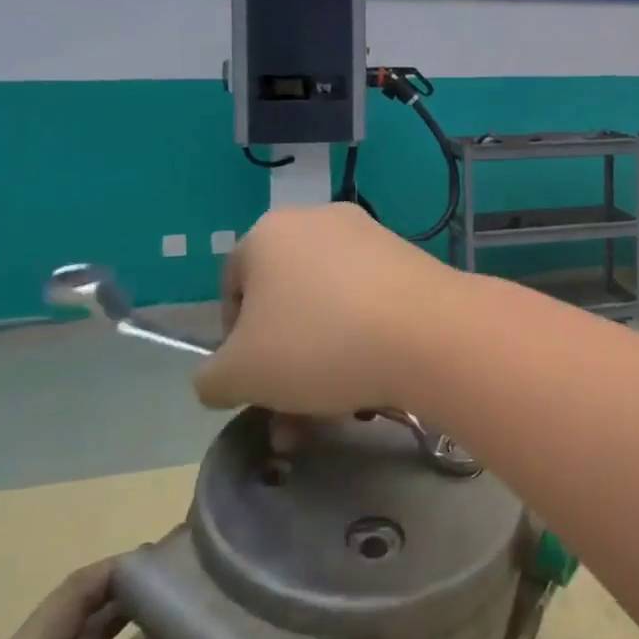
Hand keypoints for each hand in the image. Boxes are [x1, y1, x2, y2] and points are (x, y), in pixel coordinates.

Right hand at [197, 204, 461, 416]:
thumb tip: (220, 378)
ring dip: (321, 363)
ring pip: (328, 309)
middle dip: (283, 365)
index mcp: (268, 233)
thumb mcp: (239, 375)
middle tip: (292, 417)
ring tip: (334, 413)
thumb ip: (211, 378)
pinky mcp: (408, 256)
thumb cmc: (318, 344)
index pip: (233, 290)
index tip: (253, 383)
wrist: (427, 331)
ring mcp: (369, 235)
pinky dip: (361, 341)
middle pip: (285, 303)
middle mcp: (318, 221)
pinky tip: (370, 385)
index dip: (235, 344)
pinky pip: (368, 303)